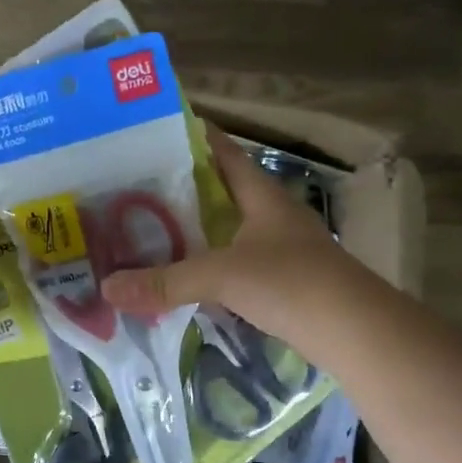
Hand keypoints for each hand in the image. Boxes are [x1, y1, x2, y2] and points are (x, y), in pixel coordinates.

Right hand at [100, 125, 361, 352]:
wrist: (354, 330)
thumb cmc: (291, 283)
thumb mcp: (222, 276)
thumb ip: (165, 282)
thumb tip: (107, 288)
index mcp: (261, 194)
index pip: (222, 151)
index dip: (192, 136)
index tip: (151, 132)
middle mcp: (270, 214)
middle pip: (219, 190)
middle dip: (179, 187)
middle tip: (131, 187)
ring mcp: (278, 247)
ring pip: (226, 228)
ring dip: (192, 228)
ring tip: (146, 227)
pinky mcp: (280, 280)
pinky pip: (233, 261)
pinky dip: (206, 263)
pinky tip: (181, 273)